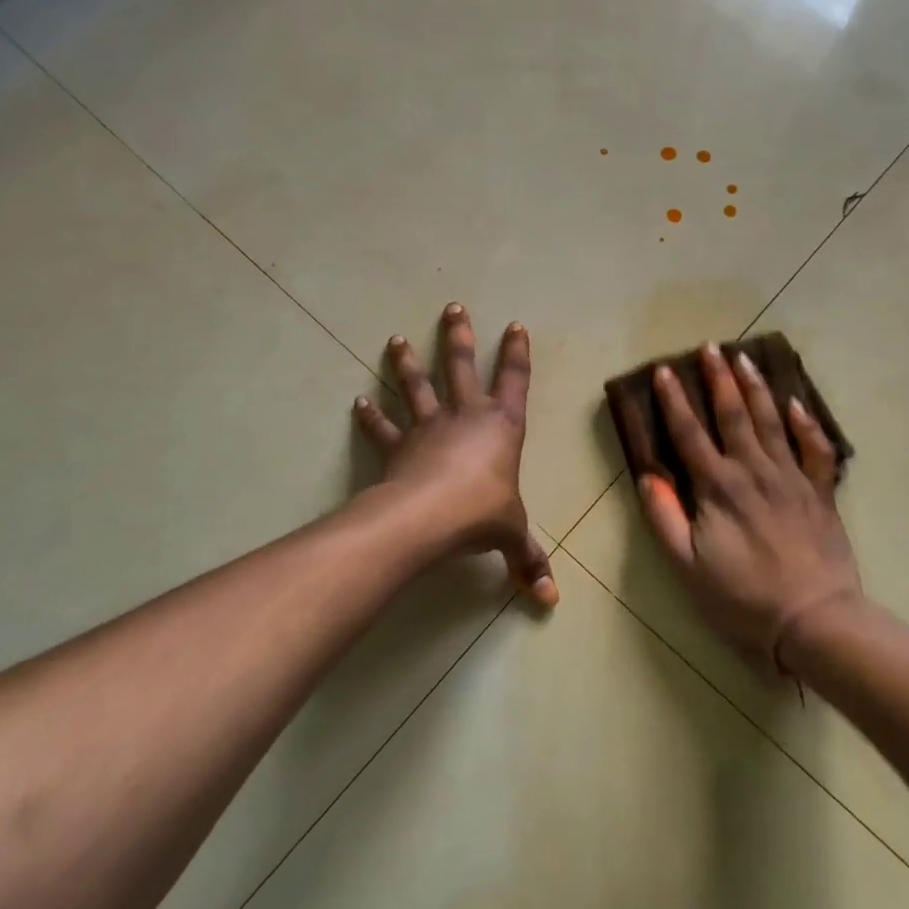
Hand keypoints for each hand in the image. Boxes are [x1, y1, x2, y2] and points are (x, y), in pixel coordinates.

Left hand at [354, 304, 556, 606]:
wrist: (429, 518)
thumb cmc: (481, 514)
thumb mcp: (511, 535)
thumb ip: (528, 561)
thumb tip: (549, 601)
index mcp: (502, 426)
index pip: (514, 380)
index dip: (516, 353)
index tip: (514, 325)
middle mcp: (465, 416)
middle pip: (461, 366)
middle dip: (458, 336)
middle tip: (452, 307)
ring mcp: (428, 427)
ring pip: (418, 387)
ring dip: (408, 362)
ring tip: (395, 339)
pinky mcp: (399, 447)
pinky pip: (384, 428)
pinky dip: (371, 416)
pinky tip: (359, 402)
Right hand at [635, 343, 862, 669]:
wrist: (814, 620)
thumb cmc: (743, 597)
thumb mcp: (688, 567)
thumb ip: (665, 519)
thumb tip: (649, 477)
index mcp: (719, 488)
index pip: (690, 434)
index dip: (675, 401)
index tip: (665, 370)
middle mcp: (754, 471)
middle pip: (734, 415)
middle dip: (720, 379)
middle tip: (711, 347)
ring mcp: (792, 478)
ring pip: (772, 421)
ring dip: (757, 388)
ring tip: (745, 359)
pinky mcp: (820, 492)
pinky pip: (816, 448)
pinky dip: (807, 423)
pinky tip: (797, 402)